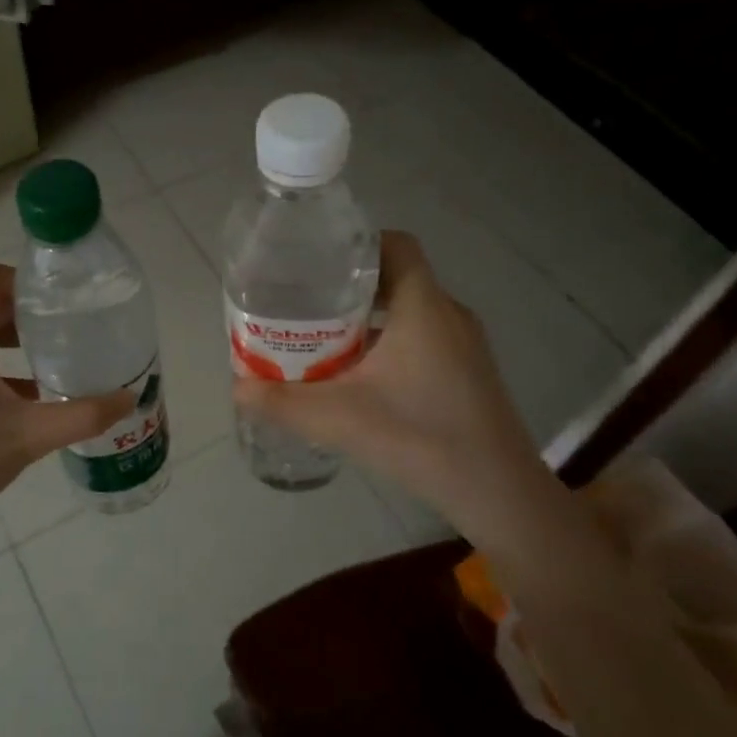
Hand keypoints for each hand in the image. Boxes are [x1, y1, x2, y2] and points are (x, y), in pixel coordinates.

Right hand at [232, 231, 551, 544]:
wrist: (497, 492)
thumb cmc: (420, 437)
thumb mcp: (339, 418)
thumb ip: (283, 402)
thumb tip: (238, 388)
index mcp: (423, 306)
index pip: (395, 245)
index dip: (357, 245)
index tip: (318, 263)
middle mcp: (448, 314)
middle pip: (397, 277)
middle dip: (351, 286)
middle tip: (307, 304)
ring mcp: (465, 344)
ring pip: (411, 310)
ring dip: (370, 318)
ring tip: (325, 338)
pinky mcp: (469, 372)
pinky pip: (424, 337)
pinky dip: (391, 342)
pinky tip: (362, 377)